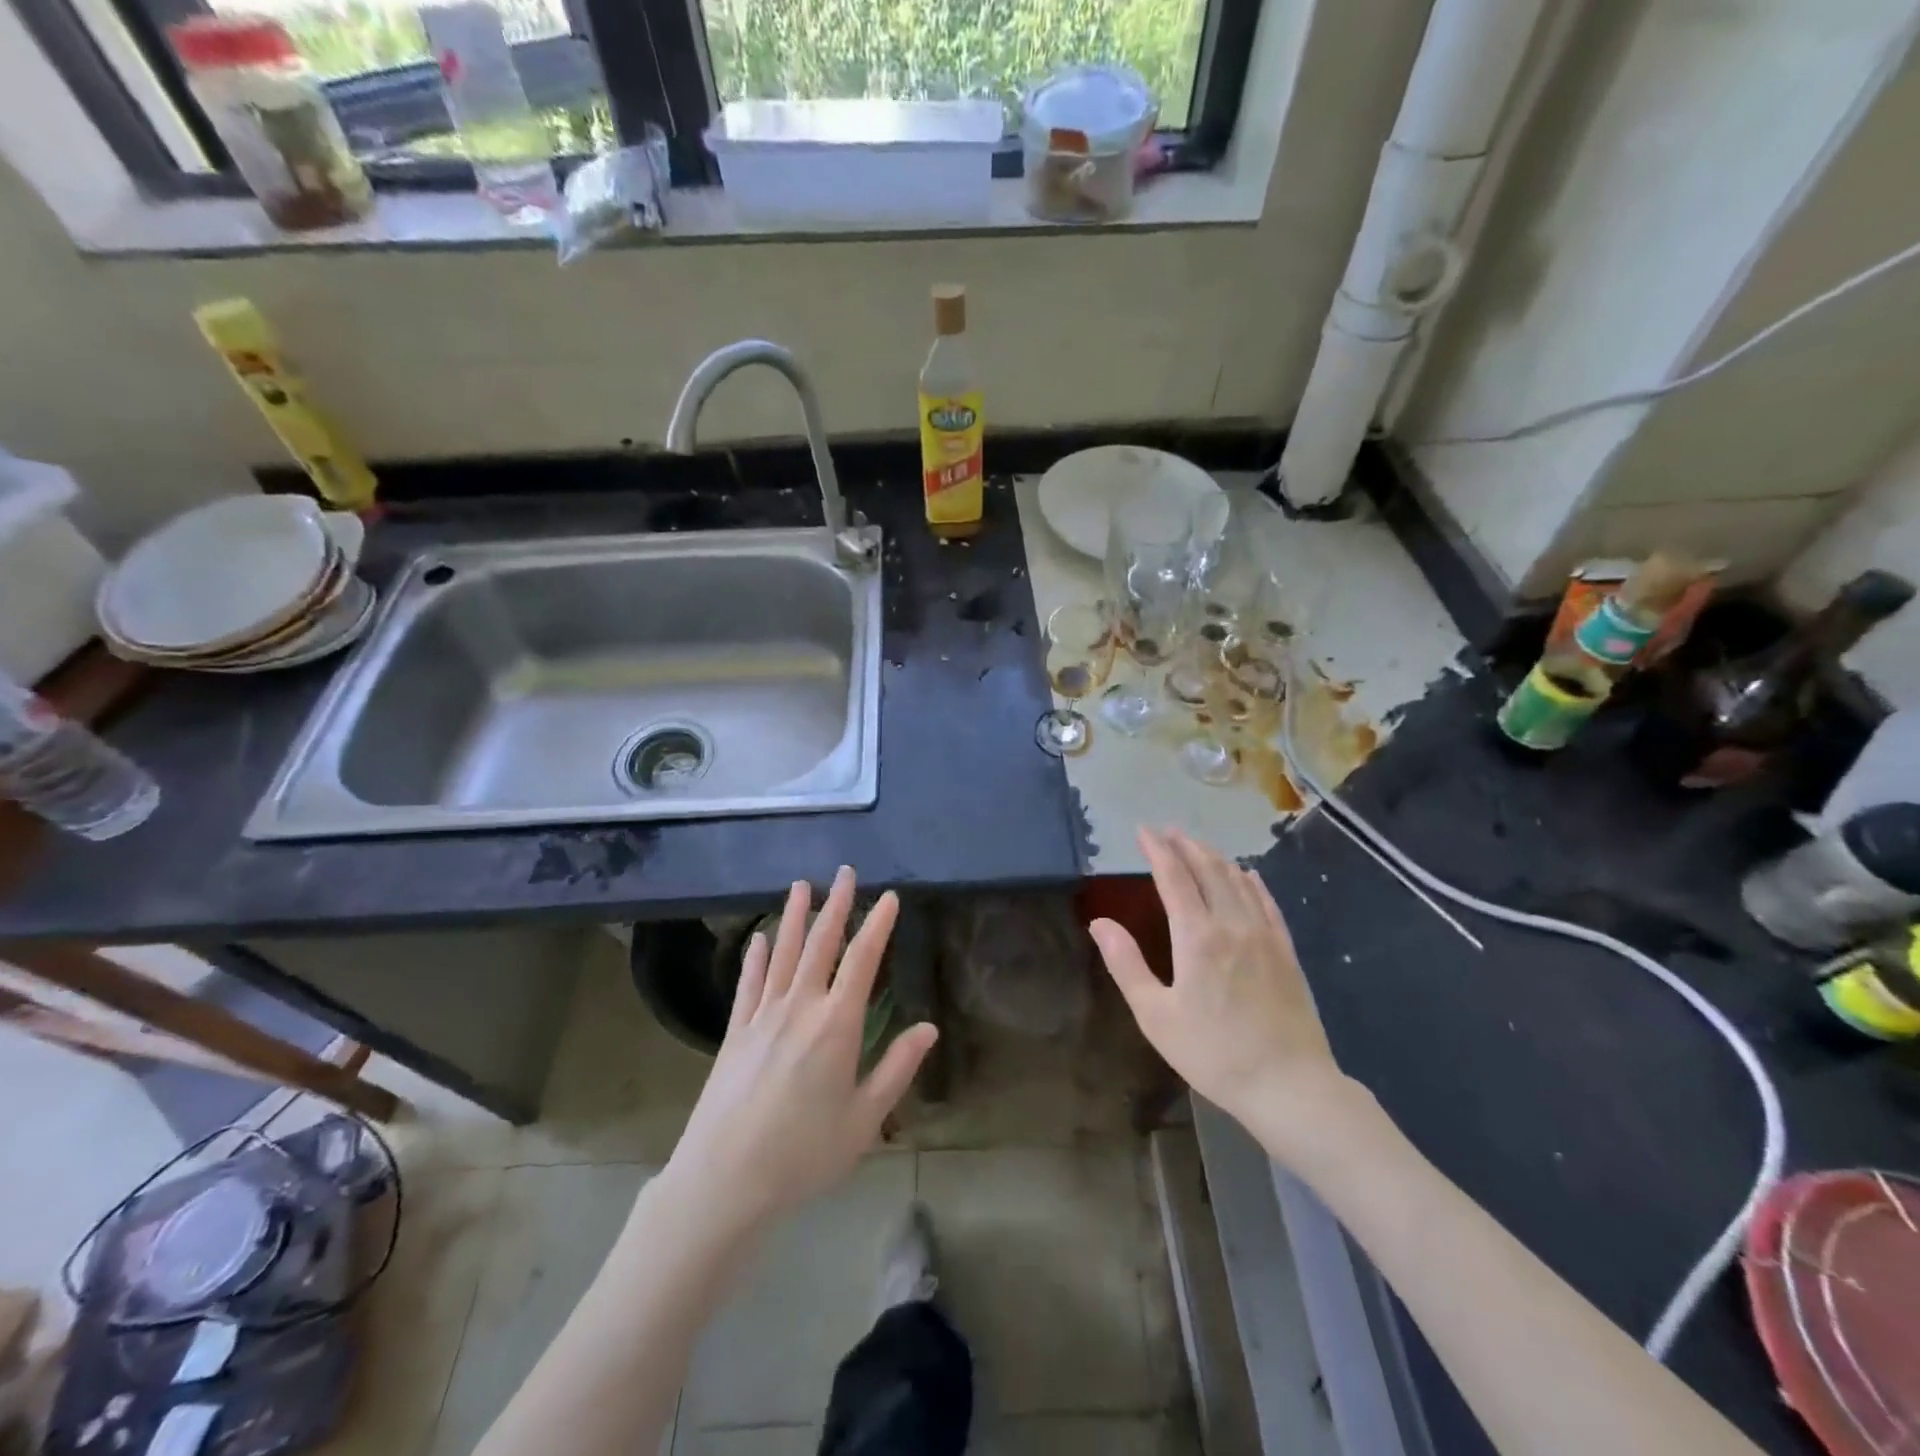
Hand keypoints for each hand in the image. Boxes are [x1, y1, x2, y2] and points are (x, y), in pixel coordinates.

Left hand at [665, 867, 937, 1230]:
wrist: (723, 1182)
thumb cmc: (804, 1155)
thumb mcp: (864, 1119)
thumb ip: (897, 1069)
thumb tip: (929, 1028)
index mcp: (837, 1025)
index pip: (863, 960)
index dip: (877, 925)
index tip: (889, 897)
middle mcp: (800, 1008)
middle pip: (821, 945)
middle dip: (836, 905)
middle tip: (845, 872)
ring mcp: (762, 1017)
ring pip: (782, 954)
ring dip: (793, 917)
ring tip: (801, 885)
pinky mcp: (735, 1033)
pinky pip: (748, 984)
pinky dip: (754, 958)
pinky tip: (757, 938)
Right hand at [1089, 828, 1350, 1142]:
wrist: (1290, 1086)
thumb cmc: (1214, 1053)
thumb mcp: (1156, 1016)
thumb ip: (1126, 965)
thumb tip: (1099, 923)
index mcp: (1197, 937)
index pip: (1173, 878)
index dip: (1157, 850)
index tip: (1143, 831)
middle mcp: (1232, 925)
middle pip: (1208, 870)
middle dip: (1186, 846)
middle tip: (1168, 830)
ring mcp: (1265, 936)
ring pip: (1239, 881)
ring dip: (1215, 858)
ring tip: (1198, 846)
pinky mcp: (1287, 952)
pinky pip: (1268, 903)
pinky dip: (1253, 882)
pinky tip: (1249, 874)